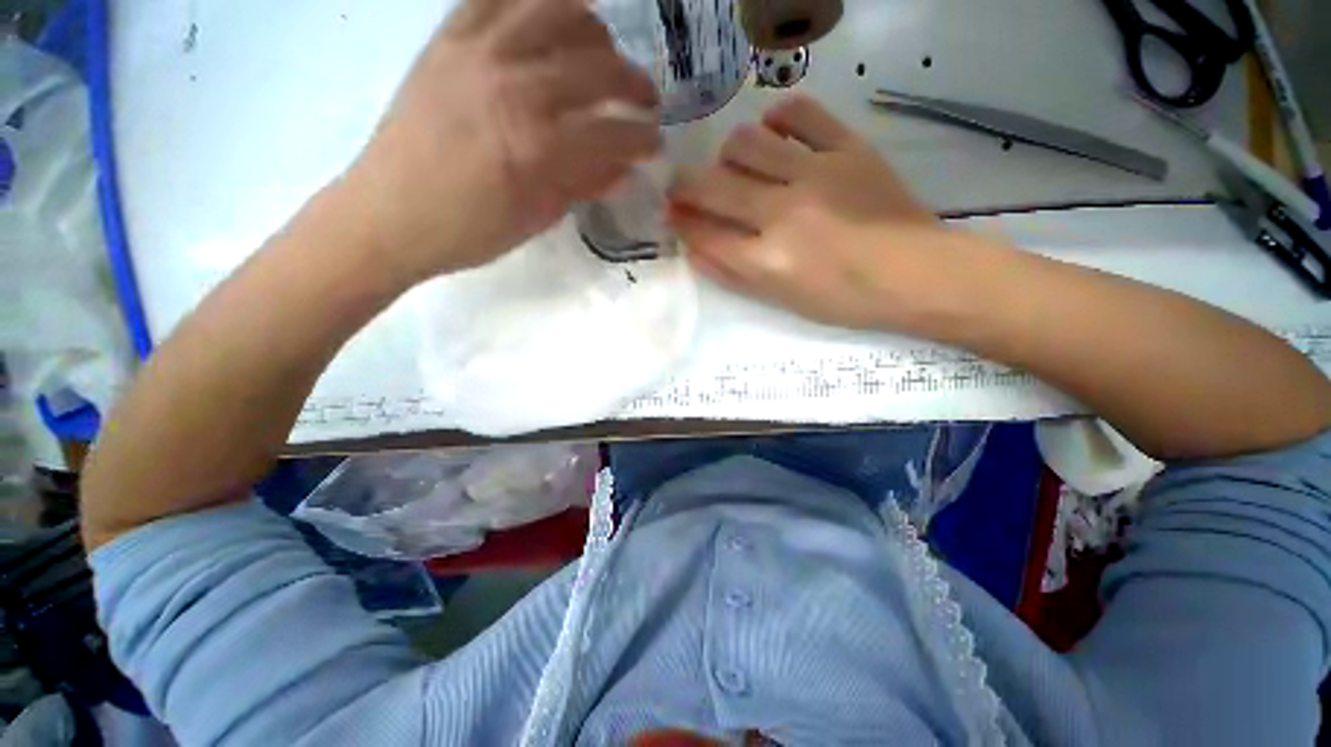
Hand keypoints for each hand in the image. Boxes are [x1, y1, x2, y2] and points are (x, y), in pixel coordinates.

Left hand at [347, 0, 660, 282]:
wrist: (388, 215)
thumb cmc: (470, 231)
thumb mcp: (539, 218)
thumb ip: (584, 184)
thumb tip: (623, 168)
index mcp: (538, 144)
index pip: (614, 131)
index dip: (644, 138)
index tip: (656, 144)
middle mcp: (513, 84)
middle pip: (597, 64)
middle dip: (635, 82)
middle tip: (645, 99)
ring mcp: (476, 51)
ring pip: (554, 9)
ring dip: (593, 29)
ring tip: (603, 52)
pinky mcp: (447, 38)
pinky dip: (532, 0)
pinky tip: (549, 20)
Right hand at [668, 95, 957, 330]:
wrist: (916, 274)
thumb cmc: (844, 299)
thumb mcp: (781, 300)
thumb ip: (734, 275)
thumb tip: (694, 249)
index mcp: (768, 261)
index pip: (705, 234)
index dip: (681, 222)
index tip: (671, 213)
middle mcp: (783, 213)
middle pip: (714, 187)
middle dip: (686, 186)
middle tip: (683, 186)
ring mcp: (816, 174)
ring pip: (747, 143)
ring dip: (728, 155)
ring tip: (735, 166)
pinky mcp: (847, 148)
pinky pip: (801, 113)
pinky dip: (778, 117)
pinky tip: (773, 132)